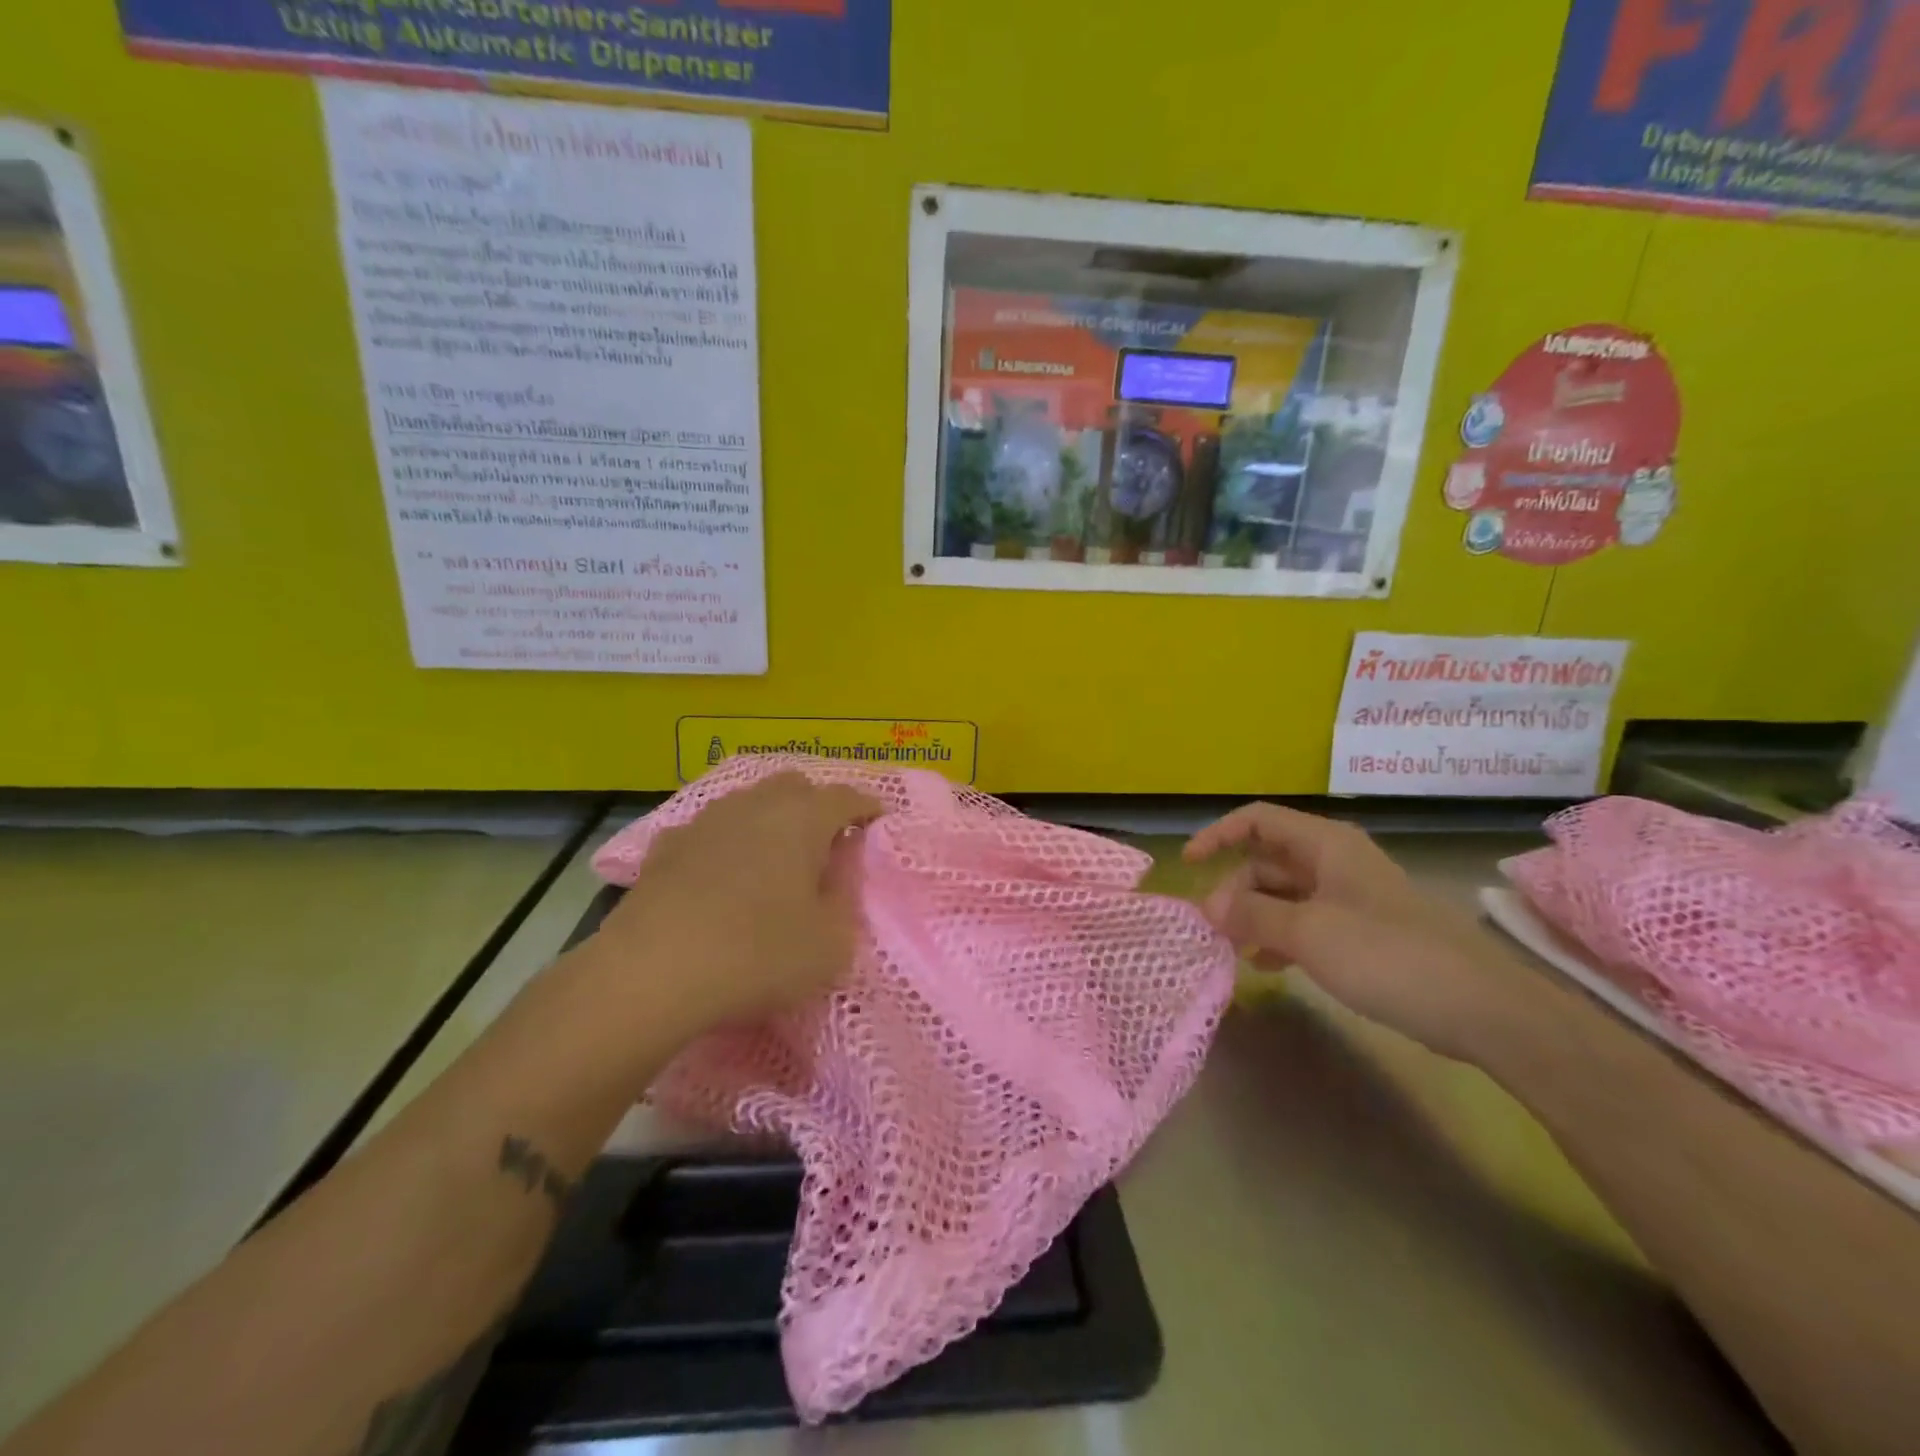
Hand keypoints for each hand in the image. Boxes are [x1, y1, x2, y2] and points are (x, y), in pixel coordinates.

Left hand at [580, 773, 880, 1039]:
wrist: (652, 972)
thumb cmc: (758, 954)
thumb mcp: (830, 942)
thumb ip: (846, 896)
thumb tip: (842, 865)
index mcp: (803, 819)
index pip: (846, 797)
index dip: (867, 807)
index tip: (878, 823)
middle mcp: (756, 805)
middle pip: (795, 787)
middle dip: (817, 806)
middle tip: (826, 843)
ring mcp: (706, 821)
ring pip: (749, 803)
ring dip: (769, 820)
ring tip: (774, 858)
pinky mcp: (666, 846)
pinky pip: (709, 832)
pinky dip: (724, 844)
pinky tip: (719, 875)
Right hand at [1185, 803, 1519, 1060]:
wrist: (1482, 1008)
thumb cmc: (1388, 955)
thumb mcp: (1309, 932)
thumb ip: (1252, 914)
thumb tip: (1208, 906)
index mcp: (1325, 845)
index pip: (1257, 820)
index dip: (1218, 835)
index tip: (1188, 865)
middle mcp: (1335, 862)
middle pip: (1267, 860)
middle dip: (1235, 889)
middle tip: (1214, 928)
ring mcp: (1350, 897)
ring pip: (1285, 894)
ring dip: (1254, 915)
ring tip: (1233, 949)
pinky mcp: (1363, 932)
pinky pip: (1306, 922)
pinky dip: (1280, 936)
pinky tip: (1267, 965)